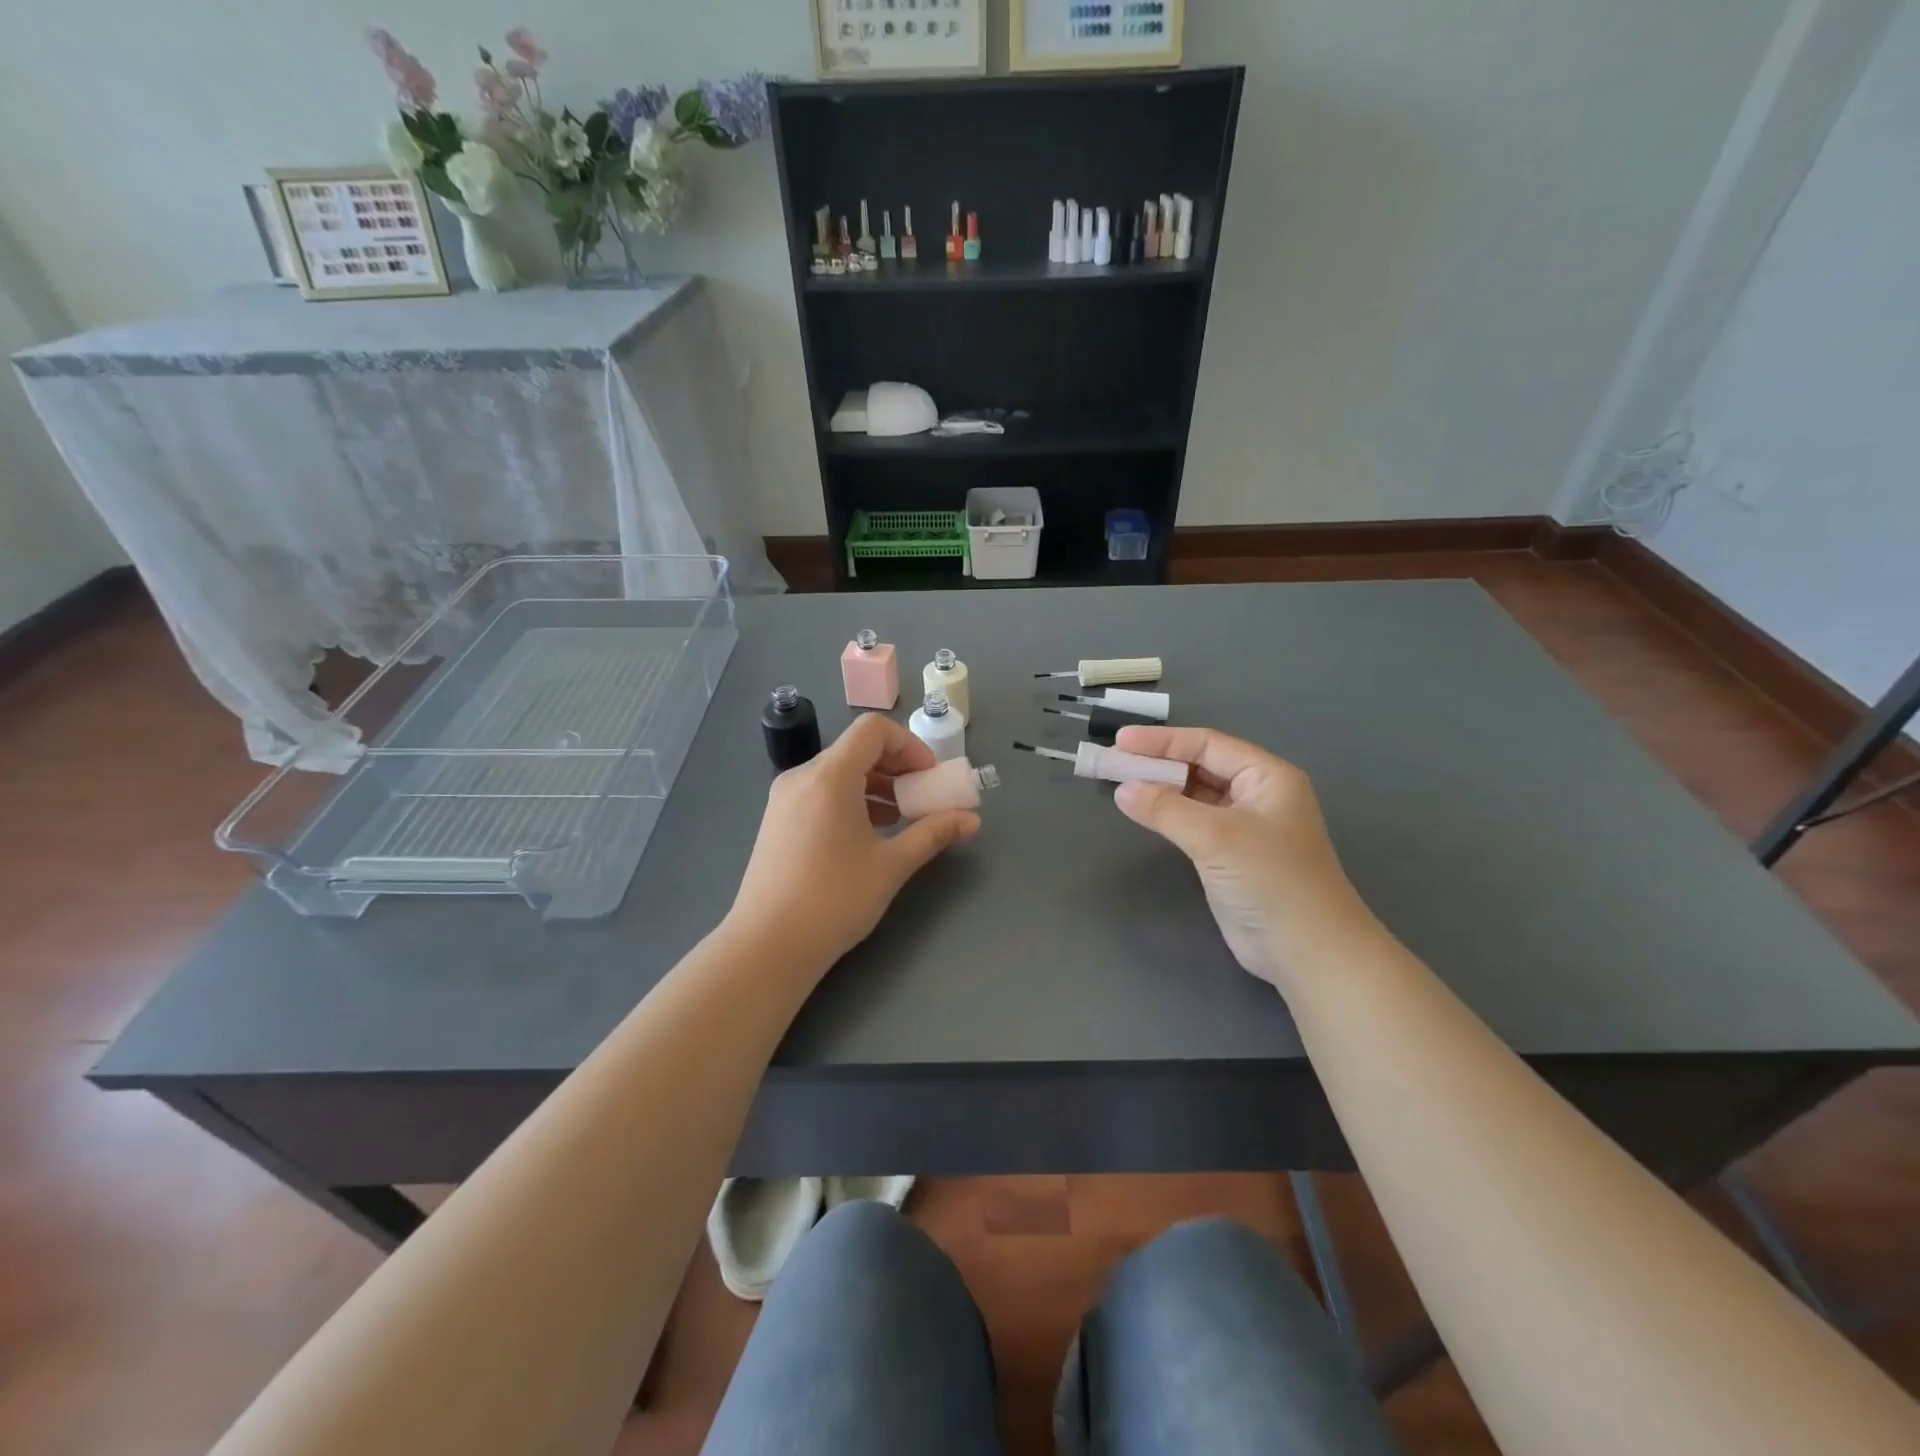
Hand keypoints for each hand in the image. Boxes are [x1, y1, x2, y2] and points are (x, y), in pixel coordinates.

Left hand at [727, 713, 980, 979]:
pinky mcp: (777, 822)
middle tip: (921, 798)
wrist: (767, 946)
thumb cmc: (834, 899)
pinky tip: (866, 835)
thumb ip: (933, 833)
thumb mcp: (892, 865)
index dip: (909, 745)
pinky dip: (850, 800)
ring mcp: (784, 799)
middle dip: (896, 767)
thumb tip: (972, 820)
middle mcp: (802, 777)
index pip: (873, 730)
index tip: (929, 778)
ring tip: (899, 820)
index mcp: (830, 776)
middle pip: (856, 749)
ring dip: (875, 785)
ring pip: (837, 772)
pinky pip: (820, 793)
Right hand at [1111, 725, 1372, 992]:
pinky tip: (1143, 813)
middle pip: (1200, 766)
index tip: (1120, 741)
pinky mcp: (1231, 856)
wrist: (1307, 951)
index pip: (1207, 745)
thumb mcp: (1216, 836)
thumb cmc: (1270, 880)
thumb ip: (1166, 809)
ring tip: (1119, 783)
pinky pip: (1193, 822)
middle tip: (1113, 761)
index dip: (1162, 740)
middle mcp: (1257, 794)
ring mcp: (1244, 827)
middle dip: (1157, 762)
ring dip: (1160, 788)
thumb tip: (1122, 790)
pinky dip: (1167, 815)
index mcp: (1266, 776)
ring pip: (1195, 795)